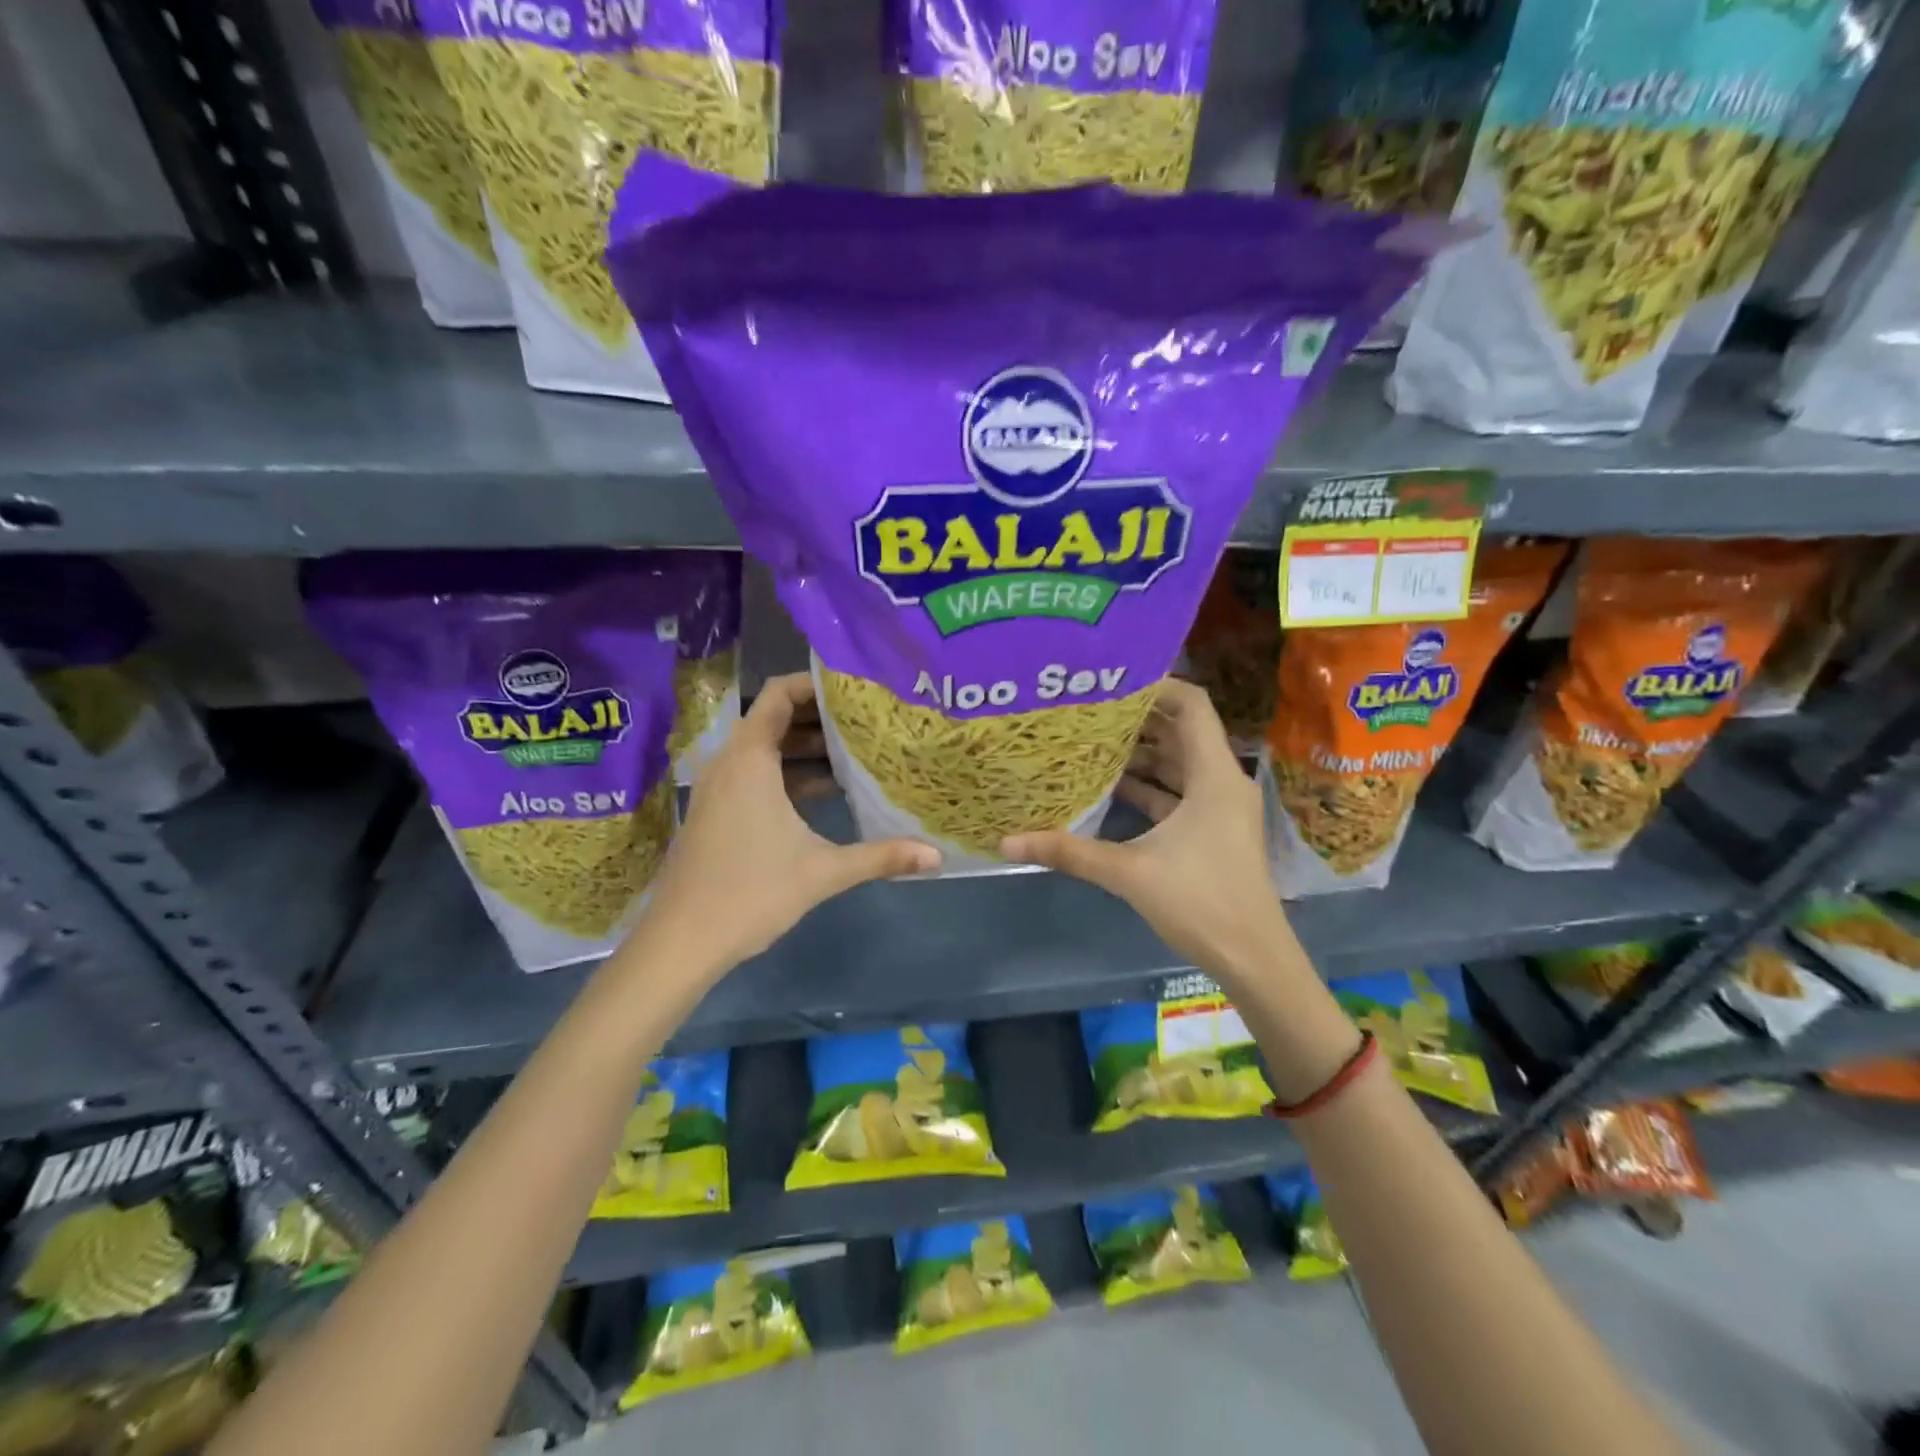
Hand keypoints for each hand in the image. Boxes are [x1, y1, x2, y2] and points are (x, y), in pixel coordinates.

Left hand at [639, 673, 938, 977]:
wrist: (681, 941)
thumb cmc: (750, 893)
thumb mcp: (823, 872)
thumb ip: (880, 857)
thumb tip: (937, 858)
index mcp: (750, 761)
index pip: (778, 694)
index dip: (814, 682)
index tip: (855, 686)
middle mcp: (730, 763)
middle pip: (775, 718)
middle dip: (820, 715)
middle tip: (867, 716)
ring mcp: (720, 788)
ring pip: (766, 748)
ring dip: (806, 746)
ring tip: (856, 748)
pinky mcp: (719, 811)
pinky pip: (757, 773)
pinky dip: (789, 772)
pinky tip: (827, 789)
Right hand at [1001, 679, 1298, 994]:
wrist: (1253, 958)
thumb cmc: (1201, 903)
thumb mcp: (1129, 873)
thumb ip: (1069, 853)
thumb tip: (1007, 842)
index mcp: (1214, 776)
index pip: (1192, 705)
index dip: (1157, 685)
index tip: (1111, 679)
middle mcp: (1222, 781)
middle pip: (1182, 731)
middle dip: (1138, 718)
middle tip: (1090, 707)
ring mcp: (1219, 807)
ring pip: (1179, 763)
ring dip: (1142, 753)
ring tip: (1093, 739)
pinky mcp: (1212, 830)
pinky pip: (1179, 792)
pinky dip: (1150, 785)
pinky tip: (1111, 785)